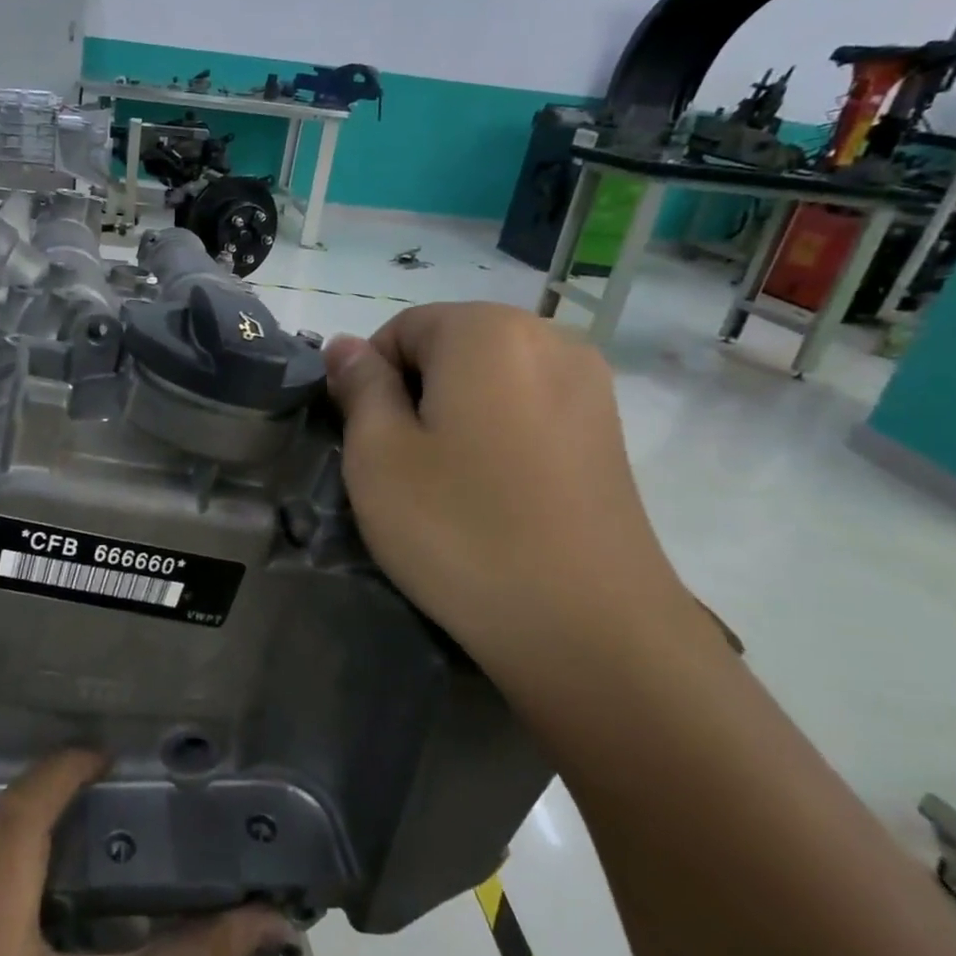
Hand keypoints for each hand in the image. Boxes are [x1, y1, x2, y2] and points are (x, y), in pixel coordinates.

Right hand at [324, 303, 717, 696]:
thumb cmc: (460, 528)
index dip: (369, 379)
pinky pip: (530, 411)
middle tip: (400, 466)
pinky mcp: (609, 434)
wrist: (588, 627)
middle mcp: (550, 338)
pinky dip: (497, 436)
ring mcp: (591, 386)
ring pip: (490, 381)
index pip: (401, 328)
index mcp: (488, 331)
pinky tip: (494, 494)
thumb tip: (346, 346)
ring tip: (447, 484)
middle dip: (414, 394)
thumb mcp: (378, 455)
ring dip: (454, 416)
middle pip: (450, 348)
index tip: (365, 440)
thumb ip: (359, 387)